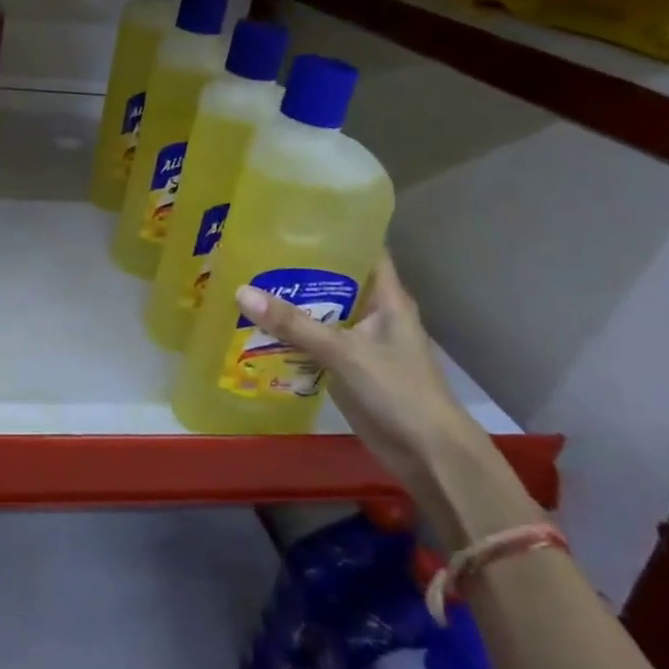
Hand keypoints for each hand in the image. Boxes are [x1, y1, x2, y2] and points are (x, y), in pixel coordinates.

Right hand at [235, 252, 486, 500]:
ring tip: (245, 279)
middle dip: (298, 265)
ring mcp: (360, 340)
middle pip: (334, 278)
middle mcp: (374, 312)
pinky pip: (314, 341)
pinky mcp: (347, 367)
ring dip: (290, 302)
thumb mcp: (344, 352)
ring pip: (321, 311)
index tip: (295, 213)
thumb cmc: (398, 391)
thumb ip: (294, 324)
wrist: (429, 455)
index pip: (364, 247)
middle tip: (254, 245)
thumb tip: (240, 291)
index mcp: (387, 297)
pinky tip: (256, 326)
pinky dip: (290, 334)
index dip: (336, 227)